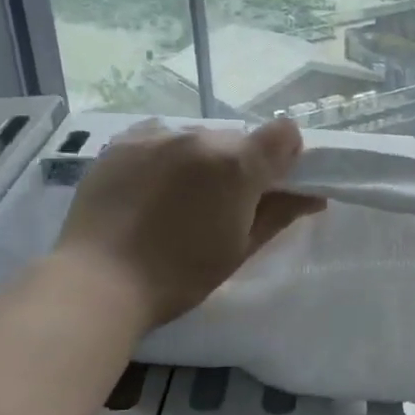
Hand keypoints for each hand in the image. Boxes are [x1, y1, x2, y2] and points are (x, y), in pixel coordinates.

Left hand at [55, 118, 323, 329]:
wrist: (99, 281)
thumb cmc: (180, 275)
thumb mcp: (240, 249)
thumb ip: (280, 214)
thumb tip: (315, 196)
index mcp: (236, 164)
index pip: (284, 133)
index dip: (286, 158)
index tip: (272, 187)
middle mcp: (200, 136)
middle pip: (238, 139)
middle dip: (240, 165)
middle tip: (222, 206)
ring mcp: (157, 135)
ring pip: (198, 137)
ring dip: (202, 160)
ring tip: (178, 200)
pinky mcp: (122, 142)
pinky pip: (160, 137)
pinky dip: (166, 156)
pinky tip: (151, 188)